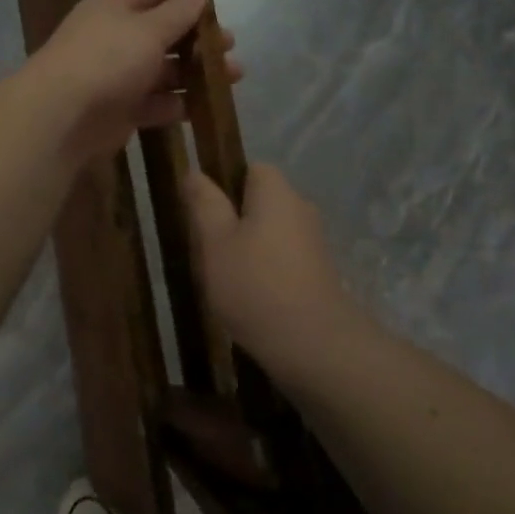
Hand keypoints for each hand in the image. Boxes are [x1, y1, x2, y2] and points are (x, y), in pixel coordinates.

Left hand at [29, 0, 240, 160]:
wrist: (62, 115)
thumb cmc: (108, 59)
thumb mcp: (149, 29)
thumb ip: (178, 11)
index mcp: (114, 7)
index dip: (185, 2)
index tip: (216, 12)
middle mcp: (114, 38)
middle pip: (162, 35)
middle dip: (197, 42)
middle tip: (231, 48)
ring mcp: (115, 76)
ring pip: (162, 71)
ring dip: (194, 74)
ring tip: (233, 78)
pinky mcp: (119, 110)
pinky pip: (154, 103)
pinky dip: (177, 104)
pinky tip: (205, 107)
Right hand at [183, 164, 357, 374]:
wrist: (313, 344)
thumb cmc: (255, 285)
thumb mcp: (215, 242)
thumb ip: (204, 203)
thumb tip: (195, 172)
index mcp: (276, 190)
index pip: (249, 169)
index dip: (223, 186)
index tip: (203, 215)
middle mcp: (301, 207)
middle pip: (259, 201)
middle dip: (233, 221)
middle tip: (207, 251)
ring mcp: (314, 240)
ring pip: (270, 233)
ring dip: (248, 250)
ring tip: (225, 280)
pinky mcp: (319, 271)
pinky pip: (283, 258)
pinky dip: (266, 271)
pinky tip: (250, 298)